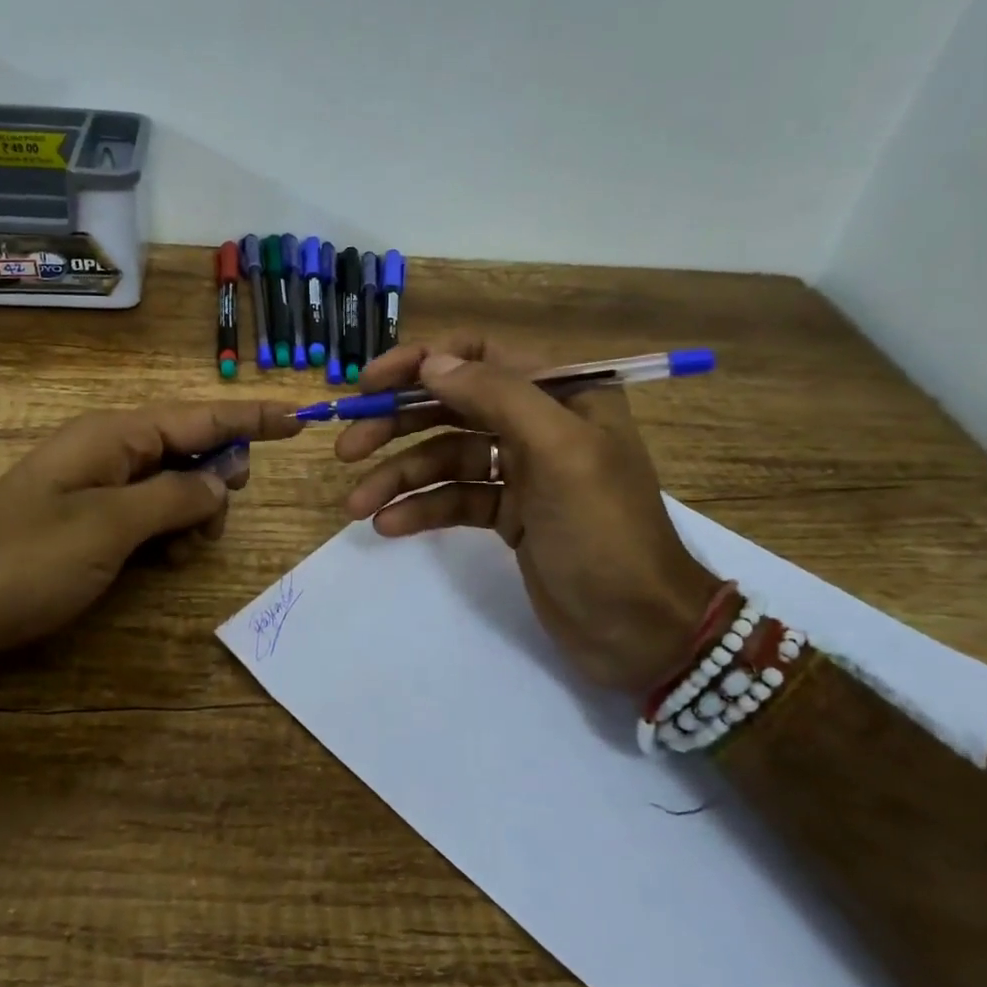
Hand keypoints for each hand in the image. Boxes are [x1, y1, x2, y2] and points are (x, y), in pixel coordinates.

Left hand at [0, 399, 301, 660]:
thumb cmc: (23, 561)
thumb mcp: (109, 527)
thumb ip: (174, 499)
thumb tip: (220, 481)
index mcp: (114, 437)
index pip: (199, 417)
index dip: (251, 419)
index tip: (298, 418)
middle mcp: (109, 453)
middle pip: (189, 450)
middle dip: (216, 480)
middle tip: (214, 520)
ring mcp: (97, 490)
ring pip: (173, 487)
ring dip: (191, 515)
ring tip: (180, 553)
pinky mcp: (89, 524)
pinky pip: (148, 516)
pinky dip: (167, 534)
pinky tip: (163, 562)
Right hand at [335, 338, 720, 693]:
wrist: (641, 630)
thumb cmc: (605, 533)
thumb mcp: (560, 452)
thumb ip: (498, 397)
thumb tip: (432, 362)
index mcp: (562, 394)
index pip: (479, 356)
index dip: (421, 363)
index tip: (370, 386)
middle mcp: (539, 423)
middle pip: (452, 407)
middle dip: (397, 424)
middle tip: (346, 446)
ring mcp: (522, 472)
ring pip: (446, 458)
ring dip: (399, 477)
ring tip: (356, 504)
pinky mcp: (508, 516)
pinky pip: (455, 499)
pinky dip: (421, 509)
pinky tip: (388, 525)